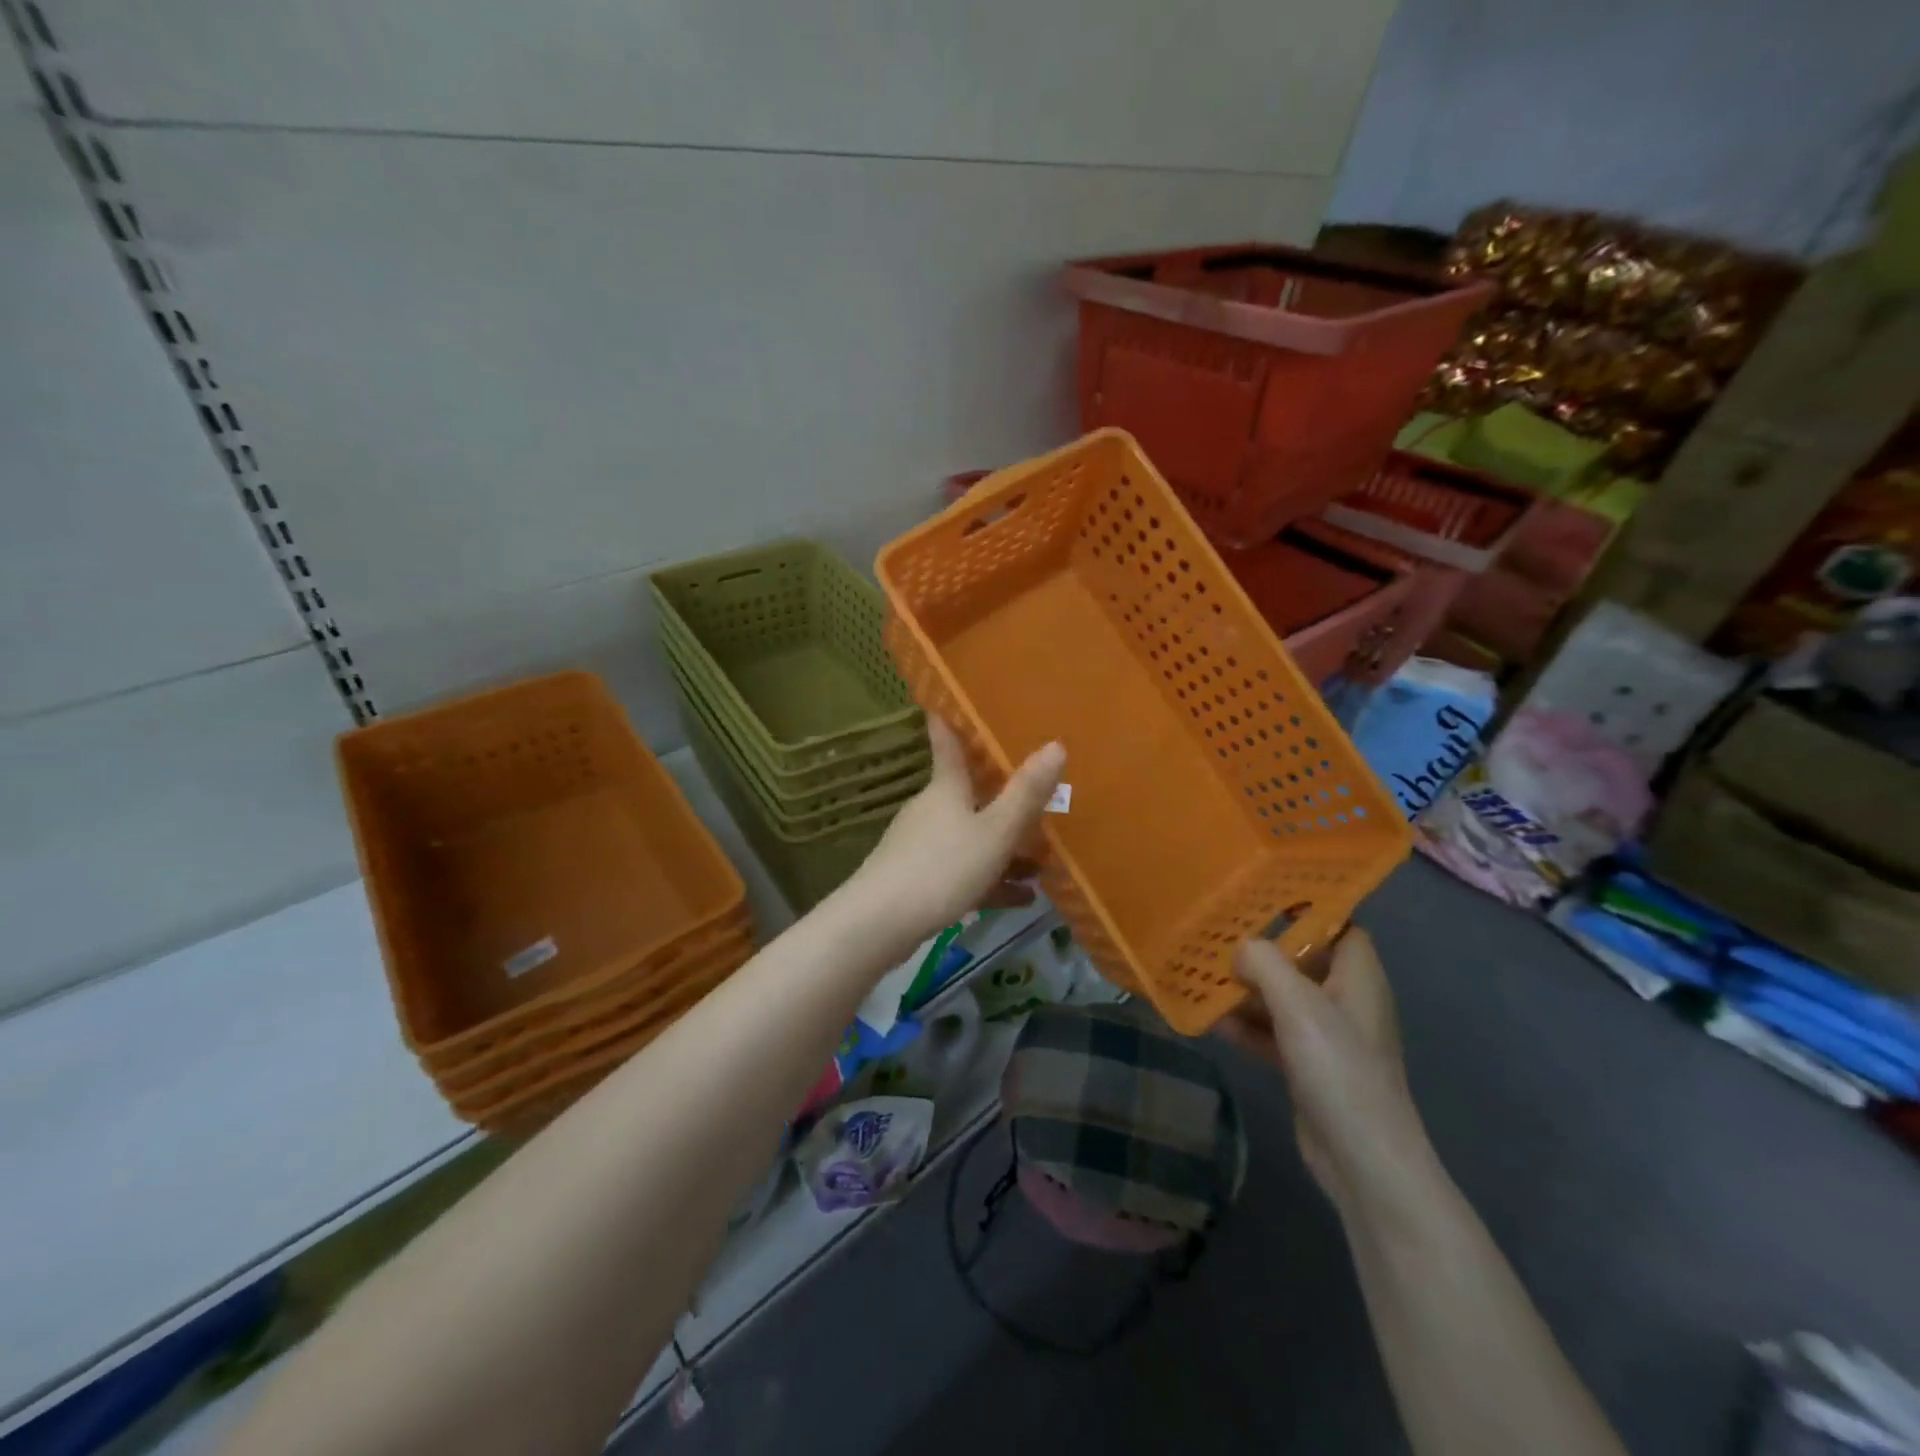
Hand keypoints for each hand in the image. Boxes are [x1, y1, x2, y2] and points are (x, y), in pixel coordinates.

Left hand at [842, 718, 1064, 956]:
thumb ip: (1026, 794)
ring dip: (1003, 849)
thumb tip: (1055, 744)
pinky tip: (1021, 898)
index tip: (942, 706)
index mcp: (946, 790)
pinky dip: (991, 880)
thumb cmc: (943, 867)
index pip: (947, 747)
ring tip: (1041, 864)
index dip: (948, 726)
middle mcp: (931, 811)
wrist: (880, 923)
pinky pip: (963, 872)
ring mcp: (921, 847)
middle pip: (968, 796)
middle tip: (1034, 799)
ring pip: (970, 838)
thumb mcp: (995, 831)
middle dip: (1000, 800)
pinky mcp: (918, 882)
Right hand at [1215, 930, 1431, 1217]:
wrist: (1363, 1161)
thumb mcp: (1299, 1006)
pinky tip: (1211, 1021)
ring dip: (1247, 989)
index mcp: (1358, 978)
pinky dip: (1247, 1025)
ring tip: (1201, 973)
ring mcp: (1328, 1037)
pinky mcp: (1309, 1067)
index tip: (1260, 897)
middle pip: (1302, 961)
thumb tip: (1240, 947)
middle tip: (1216, 934)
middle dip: (1261, 950)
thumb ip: (1266, 964)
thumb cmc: (1339, 1070)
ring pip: (1283, 998)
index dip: (1306, 910)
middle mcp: (1346, 1001)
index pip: (1339, 926)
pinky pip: (1273, 1033)